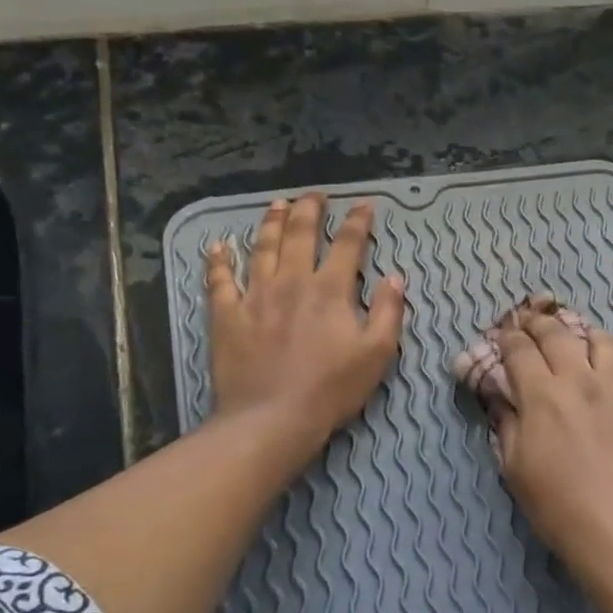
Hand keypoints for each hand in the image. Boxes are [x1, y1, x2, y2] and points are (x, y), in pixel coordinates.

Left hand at [206, 194, 404, 471]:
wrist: (273, 417)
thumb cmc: (332, 389)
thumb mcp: (377, 353)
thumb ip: (388, 311)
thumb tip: (395, 276)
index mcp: (330, 290)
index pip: (348, 245)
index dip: (358, 222)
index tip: (364, 205)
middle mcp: (291, 282)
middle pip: (300, 235)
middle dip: (310, 211)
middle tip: (314, 195)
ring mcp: (255, 296)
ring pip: (262, 248)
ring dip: (271, 223)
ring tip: (277, 205)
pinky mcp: (227, 316)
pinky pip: (220, 280)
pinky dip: (219, 261)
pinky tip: (218, 246)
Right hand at [488, 309, 612, 583]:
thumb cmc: (559, 506)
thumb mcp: (516, 468)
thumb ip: (507, 424)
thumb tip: (501, 397)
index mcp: (544, 394)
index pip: (520, 349)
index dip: (507, 337)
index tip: (502, 334)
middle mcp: (582, 379)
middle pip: (558, 334)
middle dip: (538, 323)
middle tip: (529, 322)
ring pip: (602, 340)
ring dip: (582, 334)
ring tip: (575, 340)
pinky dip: (612, 362)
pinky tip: (608, 375)